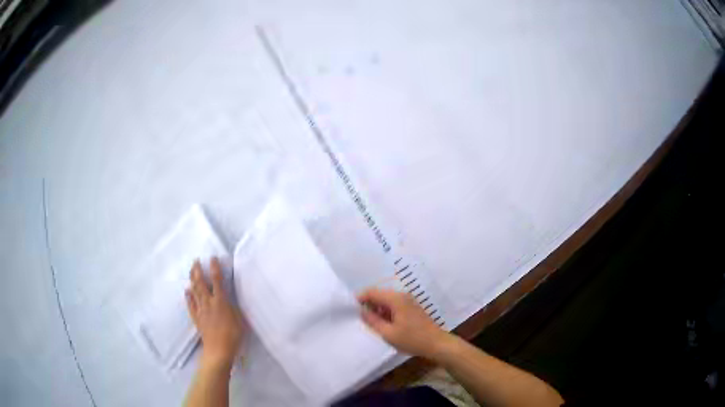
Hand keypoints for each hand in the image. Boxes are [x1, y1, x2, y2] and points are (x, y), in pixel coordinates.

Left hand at [186, 257, 245, 370]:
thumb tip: (229, 297)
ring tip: (191, 270)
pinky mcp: (196, 318)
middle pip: (201, 283)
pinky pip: (190, 304)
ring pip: (194, 291)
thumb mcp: (239, 319)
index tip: (212, 258)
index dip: (214, 268)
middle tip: (196, 260)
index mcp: (220, 301)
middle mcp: (208, 302)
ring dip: (192, 279)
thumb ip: (233, 306)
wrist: (218, 350)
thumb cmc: (233, 335)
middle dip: (198, 270)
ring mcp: (201, 310)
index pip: (217, 280)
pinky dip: (188, 296)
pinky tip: (187, 290)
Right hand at [358, 288, 450, 358]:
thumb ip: (372, 320)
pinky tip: (384, 324)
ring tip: (371, 324)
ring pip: (386, 301)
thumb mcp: (388, 333)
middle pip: (379, 295)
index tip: (351, 309)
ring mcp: (408, 301)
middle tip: (360, 319)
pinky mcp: (411, 308)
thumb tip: (361, 311)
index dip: (360, 298)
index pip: (372, 292)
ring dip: (377, 309)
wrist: (436, 344)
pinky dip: (386, 312)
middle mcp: (402, 296)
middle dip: (368, 305)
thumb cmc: (412, 339)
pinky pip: (394, 305)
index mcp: (396, 299)